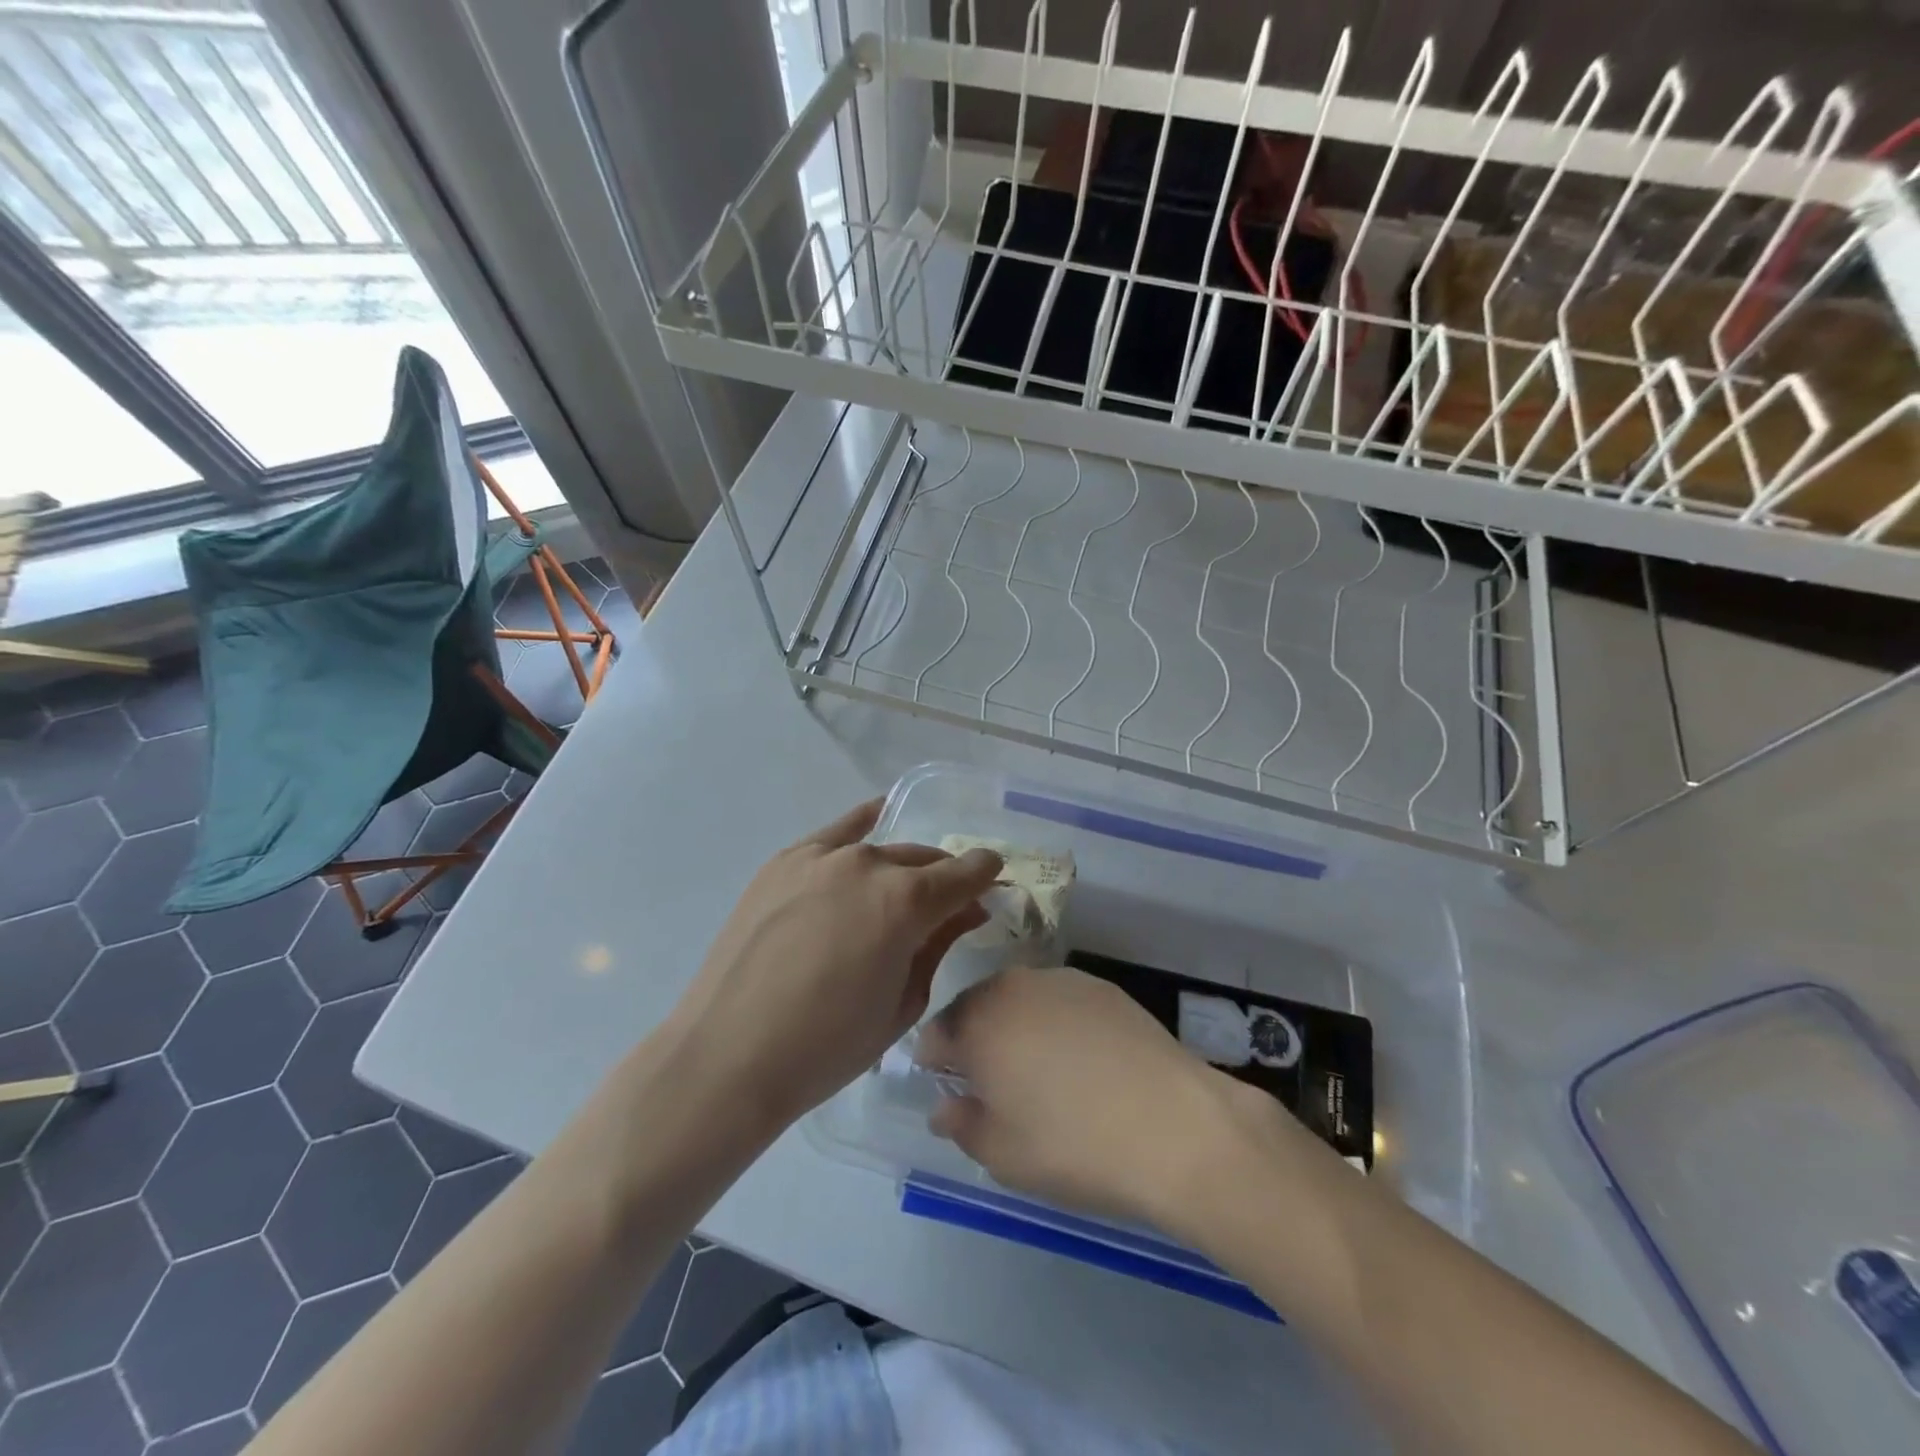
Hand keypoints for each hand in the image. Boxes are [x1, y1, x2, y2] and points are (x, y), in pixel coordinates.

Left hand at [672, 800, 1002, 1130]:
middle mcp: (868, 865)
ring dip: (902, 867)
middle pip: (923, 860)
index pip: (963, 874)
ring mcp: (820, 857)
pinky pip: (835, 832)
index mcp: (906, 902)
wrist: (729, 1056)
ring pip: (880, 849)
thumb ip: (939, 946)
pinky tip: (875, 814)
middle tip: (949, 904)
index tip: (993, 882)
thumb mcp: (902, 1004)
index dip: (985, 876)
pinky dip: (861, 823)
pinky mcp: (784, 862)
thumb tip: (966, 911)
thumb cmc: (828, 1046)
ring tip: (903, 887)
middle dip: (944, 877)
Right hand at [915, 966, 1270, 1230]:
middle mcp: (1013, 986)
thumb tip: (944, 1107)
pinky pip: (1060, 1001)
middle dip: (975, 1039)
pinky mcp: (1103, 987)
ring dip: (1017, 1027)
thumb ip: (962, 1124)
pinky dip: (1057, 1023)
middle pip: (977, 1008)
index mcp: (978, 1022)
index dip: (935, 1061)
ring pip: (1020, 1000)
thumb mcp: (1002, 1154)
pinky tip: (1082, 1061)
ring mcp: (1062, 980)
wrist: (1174, 1126)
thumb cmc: (1073, 1145)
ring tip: (1041, 1072)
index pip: (935, 1033)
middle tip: (994, 1085)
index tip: (947, 1088)